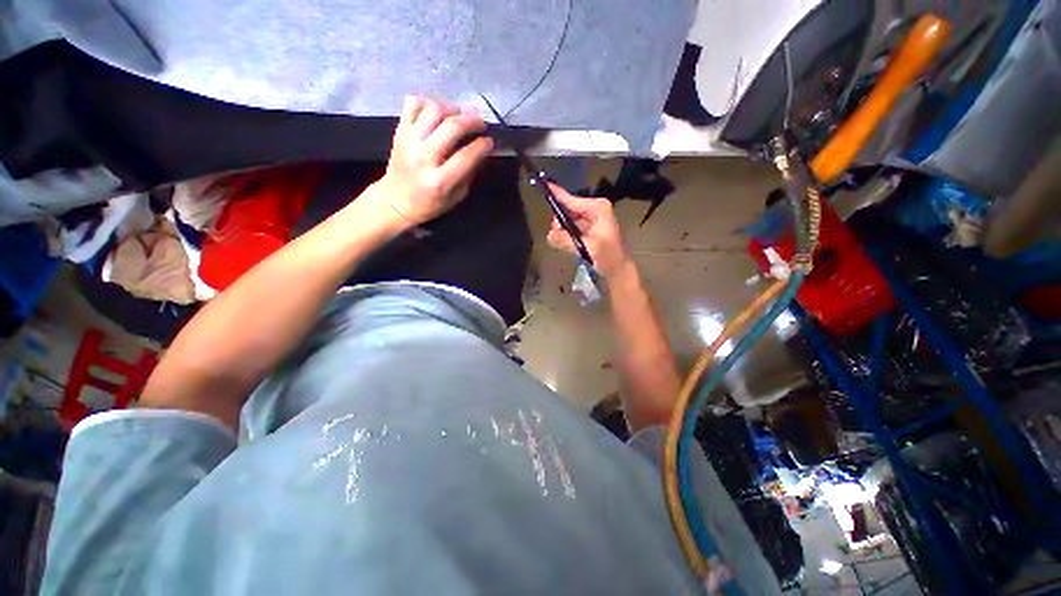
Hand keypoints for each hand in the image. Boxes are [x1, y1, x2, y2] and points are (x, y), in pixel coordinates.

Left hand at [375, 96, 493, 226]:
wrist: (396, 200)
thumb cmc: (430, 203)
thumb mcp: (456, 197)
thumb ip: (469, 174)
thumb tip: (481, 152)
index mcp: (440, 180)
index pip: (466, 155)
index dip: (483, 146)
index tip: (490, 142)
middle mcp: (424, 157)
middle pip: (452, 127)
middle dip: (472, 121)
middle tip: (481, 123)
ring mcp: (409, 140)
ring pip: (434, 110)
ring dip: (452, 109)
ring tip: (460, 116)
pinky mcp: (400, 130)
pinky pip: (413, 104)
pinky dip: (428, 102)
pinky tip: (438, 112)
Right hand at [545, 184, 631, 278]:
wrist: (620, 271)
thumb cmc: (609, 256)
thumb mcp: (588, 247)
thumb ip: (567, 240)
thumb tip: (549, 235)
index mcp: (597, 208)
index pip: (571, 200)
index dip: (556, 194)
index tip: (543, 185)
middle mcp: (593, 210)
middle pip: (567, 210)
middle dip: (559, 221)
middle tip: (557, 236)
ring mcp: (590, 221)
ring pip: (567, 221)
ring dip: (562, 231)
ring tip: (564, 243)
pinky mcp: (588, 231)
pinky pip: (571, 229)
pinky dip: (566, 236)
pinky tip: (567, 244)